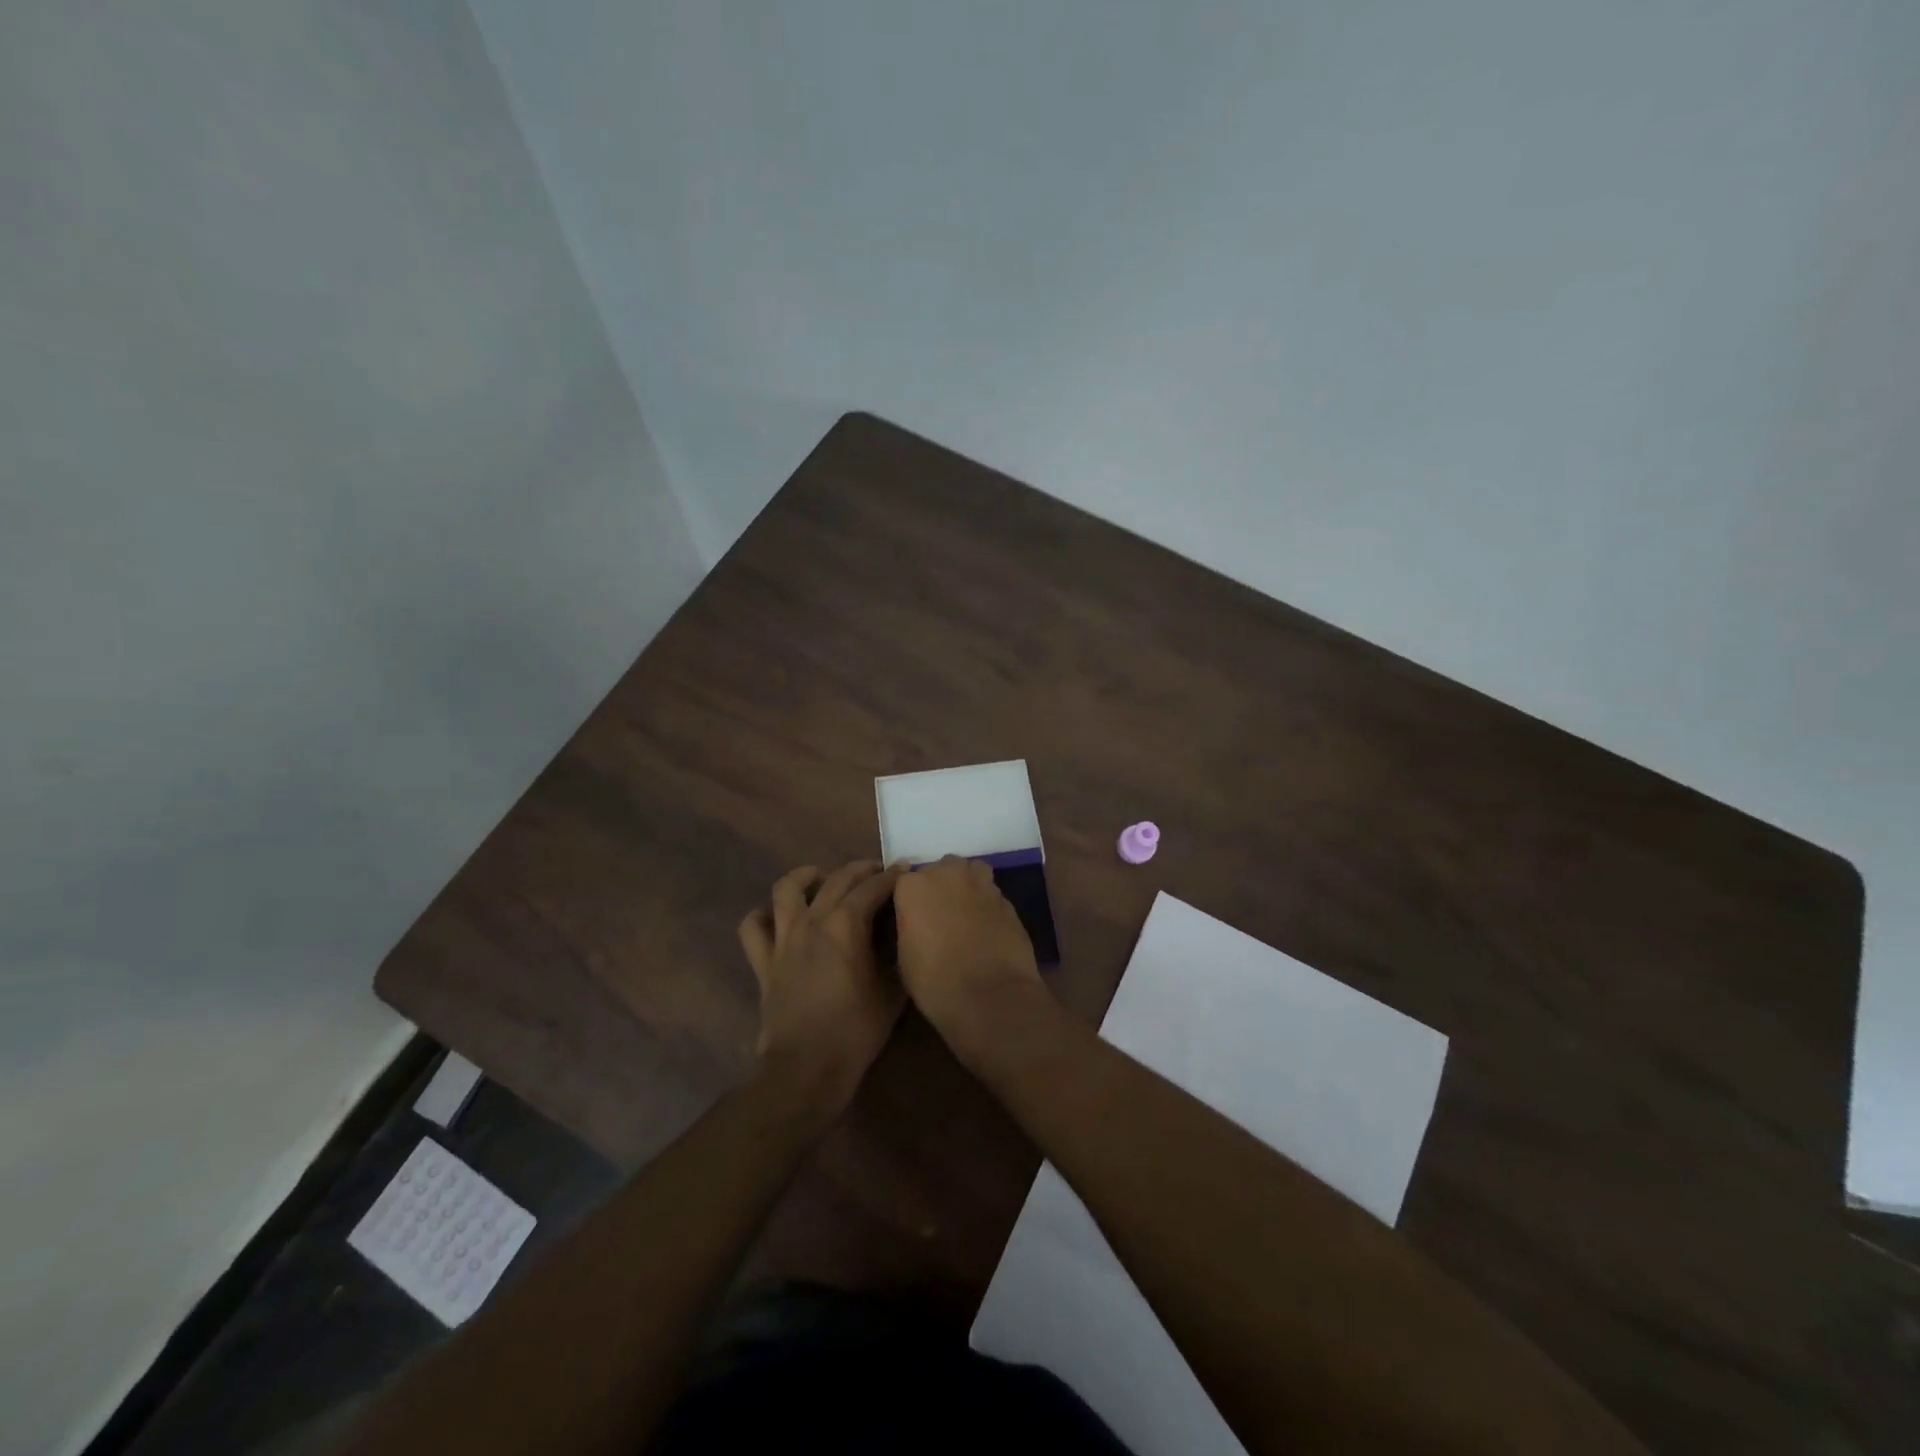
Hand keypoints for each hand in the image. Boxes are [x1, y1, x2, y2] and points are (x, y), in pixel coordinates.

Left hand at [737, 861, 905, 1108]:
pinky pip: (752, 928)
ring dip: (806, 877)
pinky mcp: (763, 962)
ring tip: (820, 878)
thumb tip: (903, 935)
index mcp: (846, 925)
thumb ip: (898, 956)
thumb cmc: (856, 1031)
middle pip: (837, 879)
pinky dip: (762, 916)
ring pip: (786, 889)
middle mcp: (813, 921)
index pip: (873, 888)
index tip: (906, 870)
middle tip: (877, 872)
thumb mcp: (892, 992)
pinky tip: (776, 917)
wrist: (807, 1069)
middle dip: (861, 870)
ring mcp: (783, 939)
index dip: (892, 876)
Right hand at [892, 856, 1043, 1054]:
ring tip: (966, 914)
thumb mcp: (904, 957)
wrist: (989, 996)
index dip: (911, 901)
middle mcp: (947, 874)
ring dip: (967, 886)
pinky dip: (987, 905)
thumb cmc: (934, 981)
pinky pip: (991, 894)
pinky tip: (987, 928)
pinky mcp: (1007, 900)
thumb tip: (919, 923)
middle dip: (941, 886)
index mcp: (913, 886)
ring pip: (971, 872)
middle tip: (940, 915)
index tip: (913, 919)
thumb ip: (910, 925)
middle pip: (942, 869)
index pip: (906, 881)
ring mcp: (981, 884)